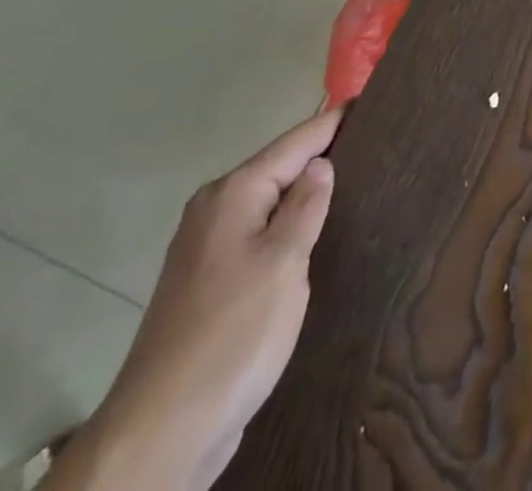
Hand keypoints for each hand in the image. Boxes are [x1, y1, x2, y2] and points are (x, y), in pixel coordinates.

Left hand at [54, 109, 341, 490]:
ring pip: (266, 204)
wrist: (161, 431)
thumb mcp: (283, 262)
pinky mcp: (206, 285)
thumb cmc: (233, 334)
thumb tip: (320, 164)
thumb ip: (305, 206)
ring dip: (302, 193)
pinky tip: (311, 237)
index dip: (332, 122)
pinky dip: (285, 226)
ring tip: (351, 184)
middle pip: (277, 168)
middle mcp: (213, 210)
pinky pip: (257, 235)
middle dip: (319, 155)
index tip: (367, 100)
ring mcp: (205, 249)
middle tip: (371, 143)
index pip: (294, 142)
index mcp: (233, 194)